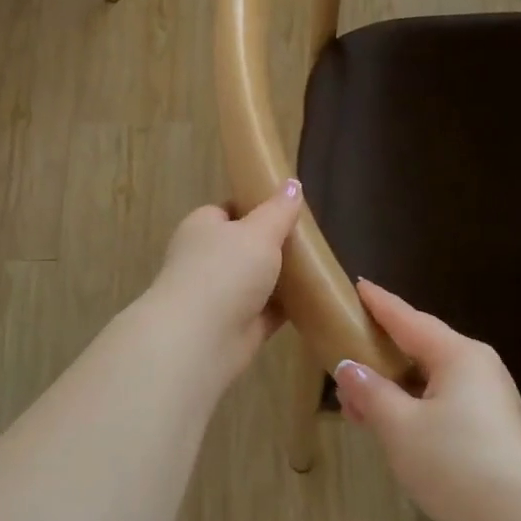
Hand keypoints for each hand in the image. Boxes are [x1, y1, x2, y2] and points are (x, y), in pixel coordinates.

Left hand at [143, 179, 304, 387]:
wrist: (201, 337)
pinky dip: (288, 307)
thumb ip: (278, 210)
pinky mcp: (238, 326)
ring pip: (258, 281)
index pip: (228, 211)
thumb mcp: (259, 231)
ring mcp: (221, 295)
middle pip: (246, 247)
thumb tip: (293, 184)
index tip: (288, 209)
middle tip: (311, 240)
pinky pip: (268, 311)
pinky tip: (315, 299)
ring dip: (283, 278)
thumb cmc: (226, 270)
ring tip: (320, 267)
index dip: (257, 208)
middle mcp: (207, 260)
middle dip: (274, 246)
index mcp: (203, 228)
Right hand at [334, 281, 520, 520]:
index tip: (357, 285)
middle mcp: (477, 367)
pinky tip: (388, 422)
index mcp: (458, 354)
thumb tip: (348, 367)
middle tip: (342, 351)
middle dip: (380, 353)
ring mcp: (488, 398)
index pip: (409, 319)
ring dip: (392, 386)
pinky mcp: (490, 427)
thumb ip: (371, 392)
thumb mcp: (399, 426)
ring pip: (429, 379)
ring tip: (355, 399)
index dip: (379, 303)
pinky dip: (411, 405)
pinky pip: (442, 401)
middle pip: (420, 348)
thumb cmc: (454, 462)